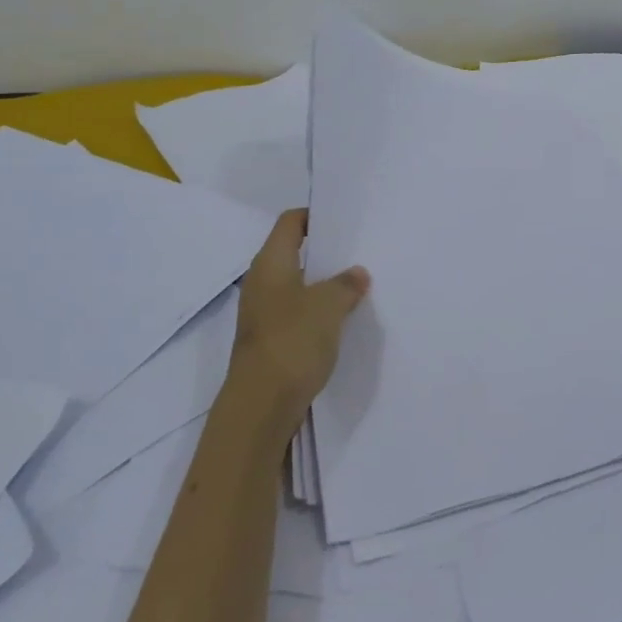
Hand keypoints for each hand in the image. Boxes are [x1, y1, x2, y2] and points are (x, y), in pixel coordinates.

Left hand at [225, 209, 369, 442]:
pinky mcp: (271, 339)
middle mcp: (262, 282)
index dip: (315, 216)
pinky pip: (297, 313)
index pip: (290, 222)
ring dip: (324, 284)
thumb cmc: (292, 341)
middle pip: (294, 253)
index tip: (345, 220)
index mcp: (270, 263)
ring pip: (297, 286)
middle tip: (360, 252)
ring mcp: (264, 313)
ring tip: (357, 285)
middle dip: (325, 252)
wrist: (261, 405)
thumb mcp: (328, 306)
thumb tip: (356, 273)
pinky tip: (343, 320)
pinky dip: (318, 311)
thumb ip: (345, 284)